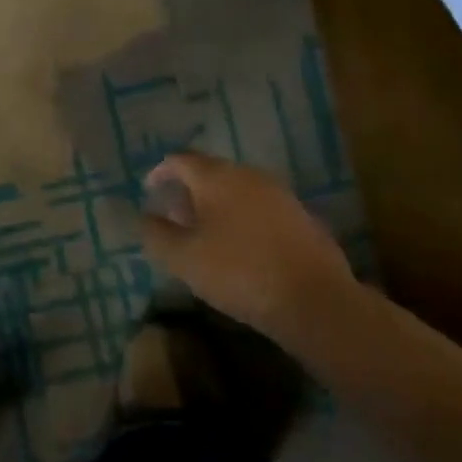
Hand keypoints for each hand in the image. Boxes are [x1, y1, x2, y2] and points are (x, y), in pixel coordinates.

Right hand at [140, 152, 355, 336]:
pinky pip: (261, 209)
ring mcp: (280, 195)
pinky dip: (242, 220)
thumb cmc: (238, 272)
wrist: (316, 301)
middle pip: (211, 173)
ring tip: (205, 235)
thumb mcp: (182, 258)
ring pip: (238, 191)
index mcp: (217, 177)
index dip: (160, 172)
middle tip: (174, 216)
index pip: (180, 160)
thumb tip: (146, 217)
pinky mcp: (302, 218)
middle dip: (189, 191)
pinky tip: (240, 249)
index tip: (149, 190)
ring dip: (217, 206)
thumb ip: (156, 234)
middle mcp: (249, 176)